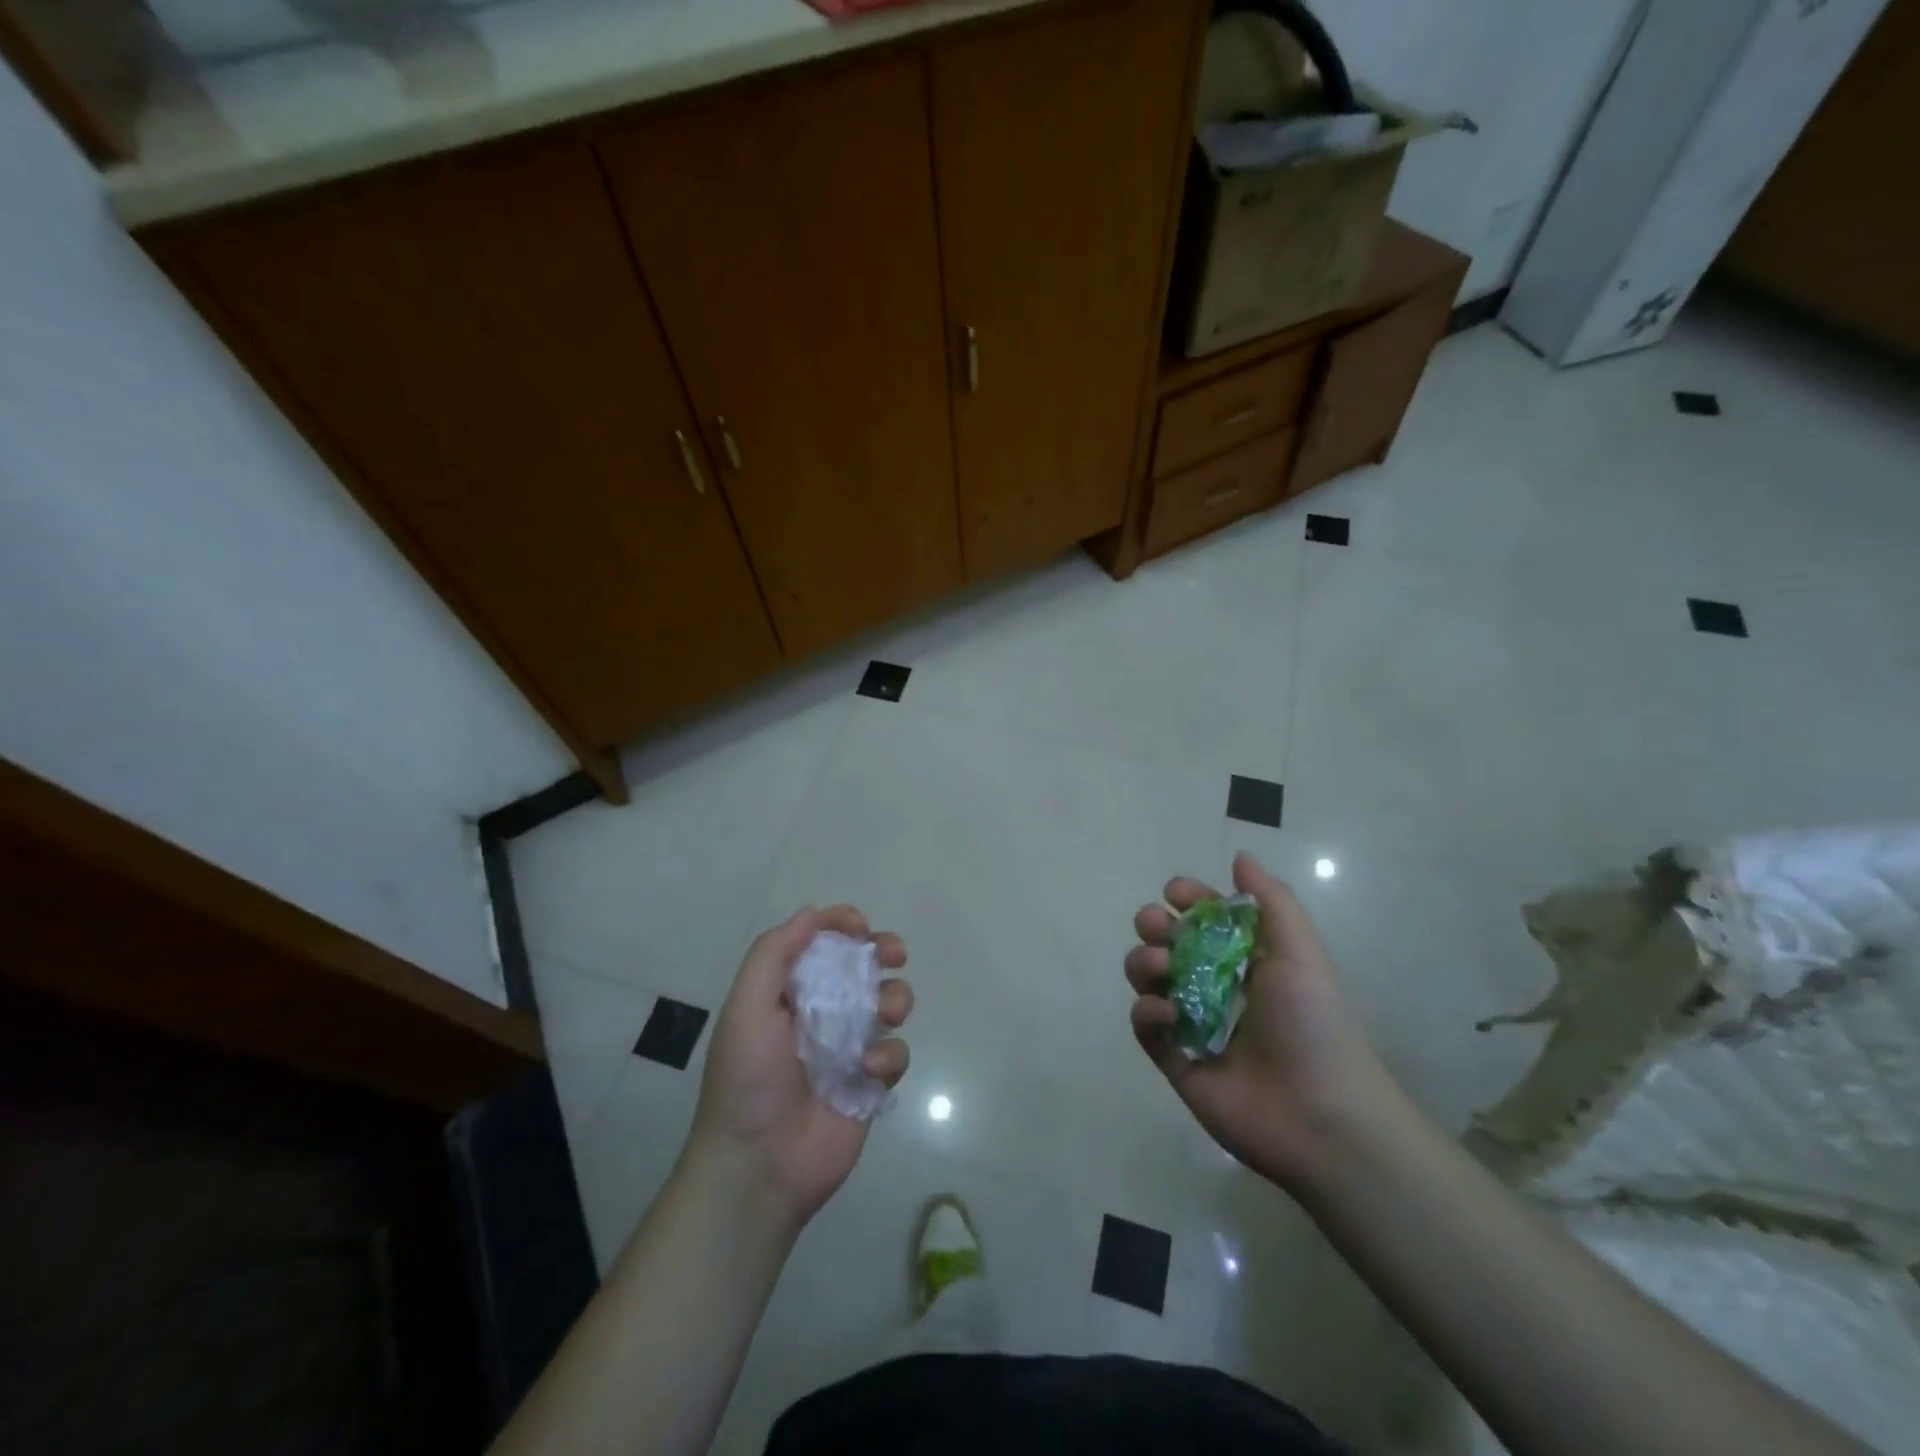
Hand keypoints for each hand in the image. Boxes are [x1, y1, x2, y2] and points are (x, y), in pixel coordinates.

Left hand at [685, 904, 912, 1229]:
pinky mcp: (870, 1083)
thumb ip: (774, 954)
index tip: (859, 925)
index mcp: (788, 993)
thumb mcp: (747, 1007)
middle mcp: (821, 1013)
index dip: (840, 924)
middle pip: (862, 966)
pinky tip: (867, 1071)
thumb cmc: (747, 1079)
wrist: (758, 1167)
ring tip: (887, 1013)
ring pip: (888, 1003)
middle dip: (883, 950)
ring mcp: (848, 1048)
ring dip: (895, 998)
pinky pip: (895, 1053)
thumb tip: (811, 913)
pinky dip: (888, 1055)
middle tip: (893, 954)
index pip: (819, 943)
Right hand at [1126, 852, 1400, 1195]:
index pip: (1203, 917)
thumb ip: (1270, 900)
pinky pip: (1145, 1026)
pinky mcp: (1175, 1061)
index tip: (1176, 894)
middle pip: (1165, 943)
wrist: (1321, 1115)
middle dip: (1153, 926)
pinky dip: (1148, 1012)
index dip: (1187, 899)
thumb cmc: (1313, 1023)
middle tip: (1158, 928)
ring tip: (1163, 970)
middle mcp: (1215, 986)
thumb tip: (1240, 857)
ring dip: (1144, 962)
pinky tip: (1169, 1015)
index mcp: (1246, 959)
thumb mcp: (1300, 952)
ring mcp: (1192, 1024)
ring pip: (1147, 979)